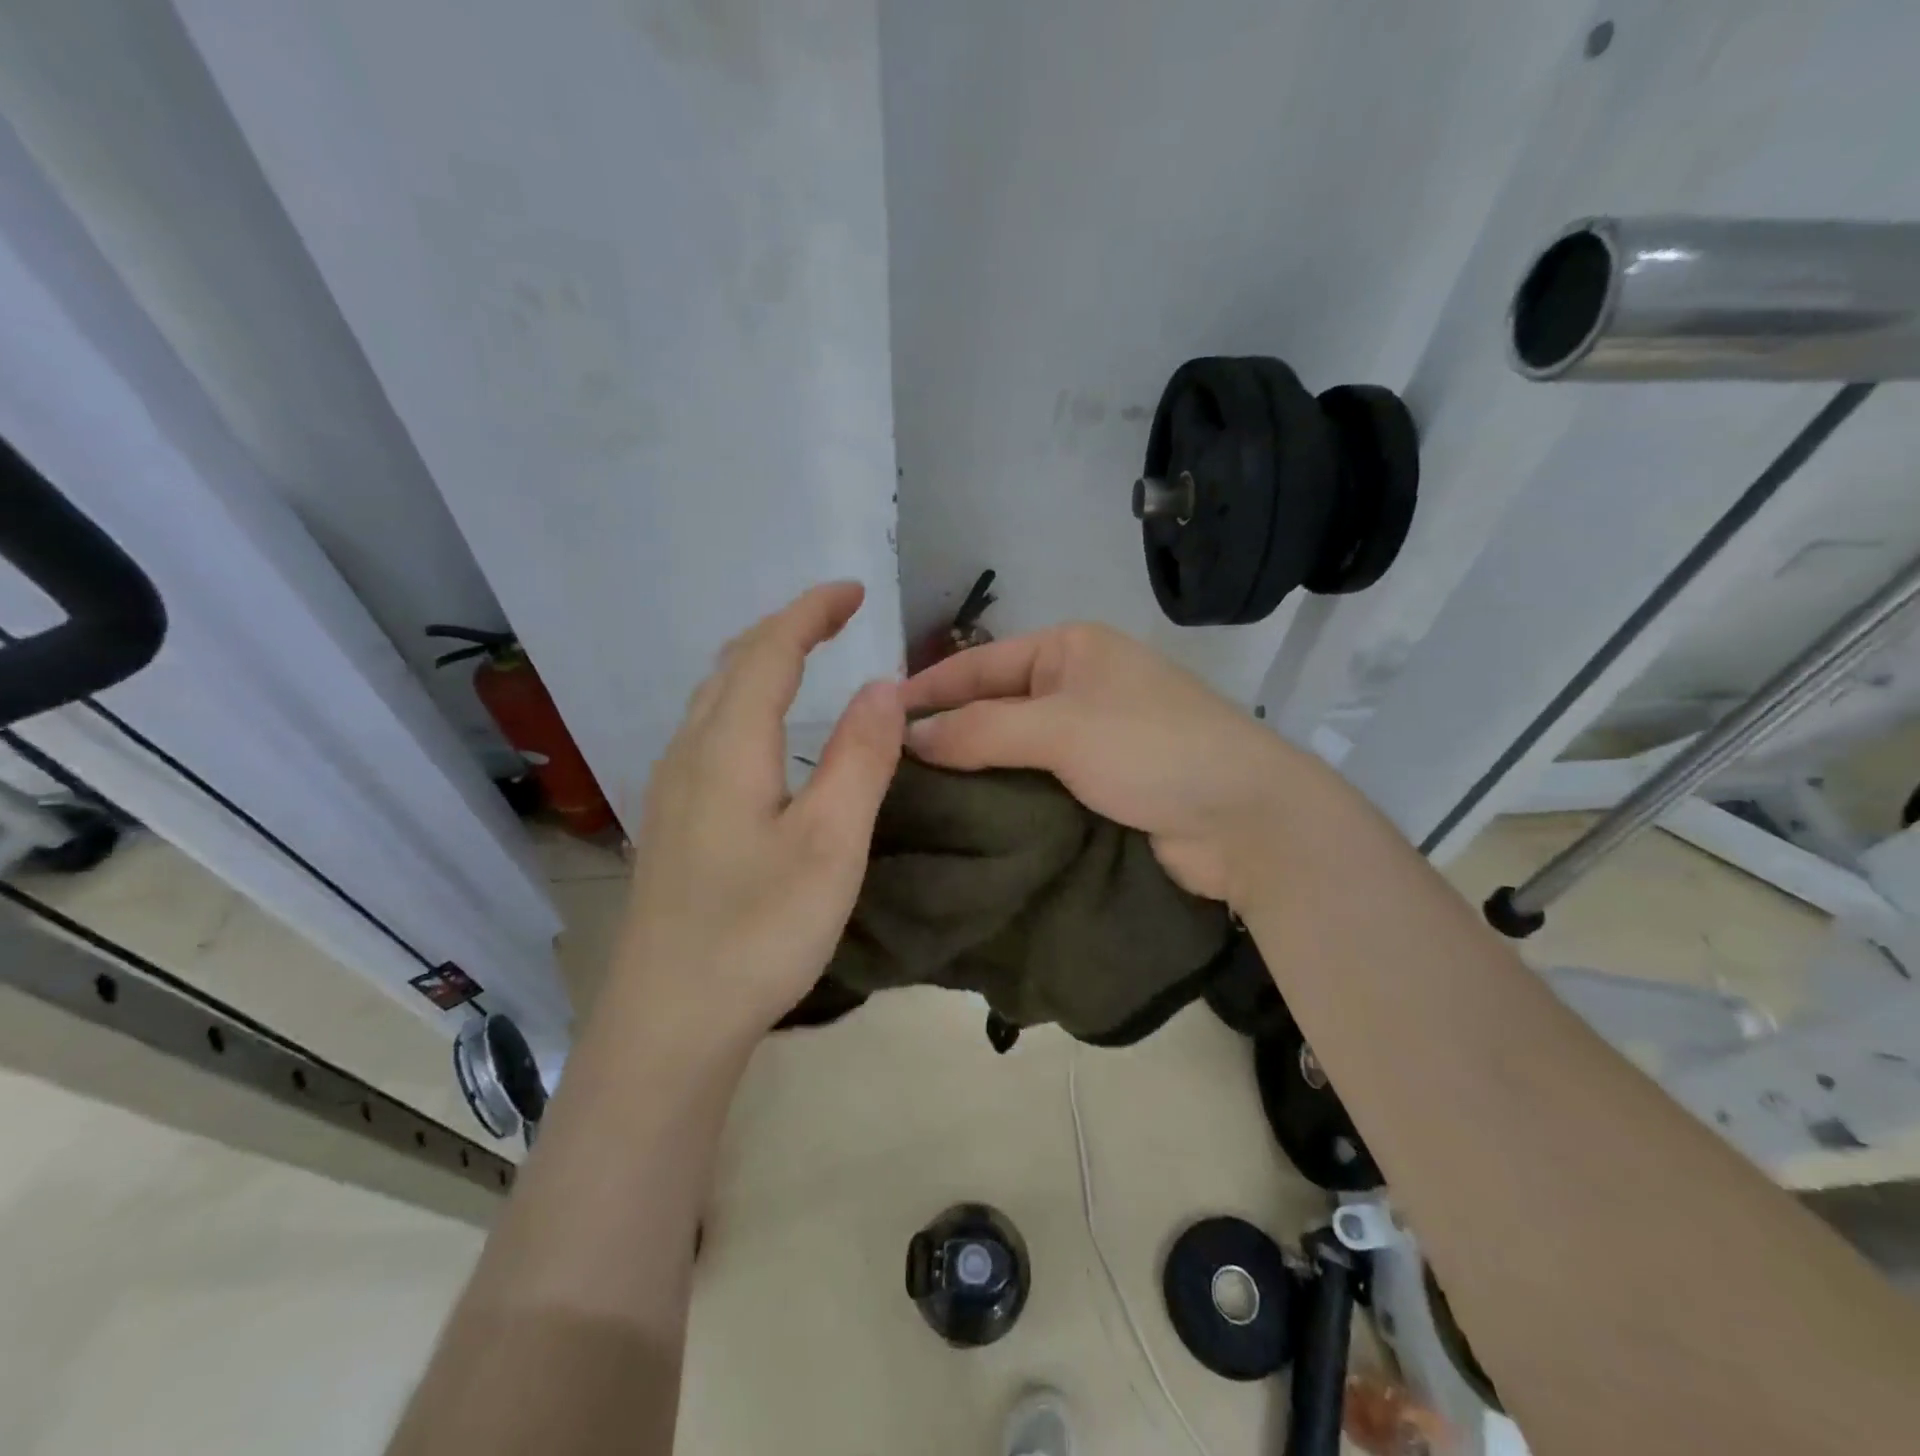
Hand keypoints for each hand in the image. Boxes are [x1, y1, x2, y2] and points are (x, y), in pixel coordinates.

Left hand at [613, 583, 903, 1045]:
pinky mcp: (671, 822)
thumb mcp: (831, 843)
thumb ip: (860, 758)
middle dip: (785, 627)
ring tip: (804, 657)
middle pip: (732, 665)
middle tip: (836, 617)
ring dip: (759, 662)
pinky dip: (742, 701)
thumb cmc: (759, 931)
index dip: (811, 611)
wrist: (670, 1020)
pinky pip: (706, 731)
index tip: (855, 590)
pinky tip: (760, 733)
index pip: (769, 650)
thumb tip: (883, 685)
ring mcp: (671, 789)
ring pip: (712, 698)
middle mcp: (689, 753)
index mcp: (728, 747)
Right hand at [902, 624, 1297, 901]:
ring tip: (910, 797)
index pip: (980, 663)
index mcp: (1070, 649)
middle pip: (993, 704)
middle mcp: (1077, 685)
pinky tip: (964, 817)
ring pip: (1012, 747)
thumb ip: (980, 729)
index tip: (876, 717)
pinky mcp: (1100, 783)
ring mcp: (1091, 735)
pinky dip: (1004, 794)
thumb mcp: (1060, 728)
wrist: (1245, 819)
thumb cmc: (1151, 749)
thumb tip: (907, 738)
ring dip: (972, 769)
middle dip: (945, 732)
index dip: (928, 688)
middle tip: (885, 766)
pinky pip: (1036, 781)